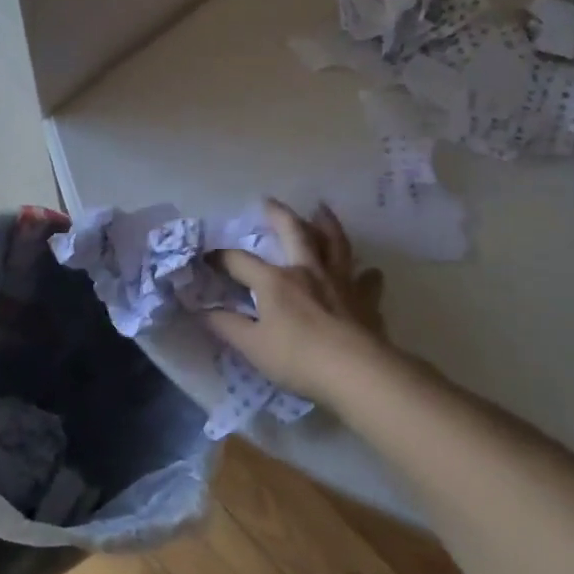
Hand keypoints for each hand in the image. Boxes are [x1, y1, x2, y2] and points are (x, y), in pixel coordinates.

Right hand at [204, 199, 388, 407]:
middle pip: (293, 232)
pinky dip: (366, 274)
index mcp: (275, 281)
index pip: (240, 261)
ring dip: (327, 224)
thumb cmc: (298, 359)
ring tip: (322, 210)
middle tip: (269, 201)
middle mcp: (307, 271)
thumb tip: (203, 310)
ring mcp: (340, 282)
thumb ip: (227, 326)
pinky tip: (369, 272)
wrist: (356, 372)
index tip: (207, 257)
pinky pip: (367, 280)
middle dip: (278, 214)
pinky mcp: (365, 300)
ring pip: (334, 243)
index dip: (220, 258)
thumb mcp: (252, 347)